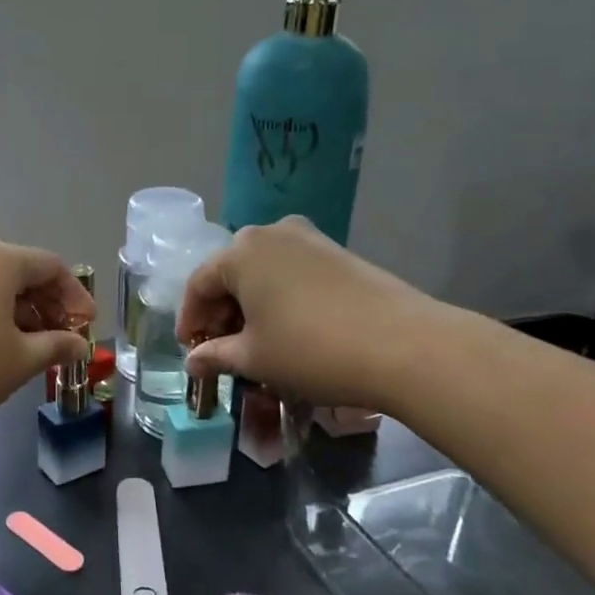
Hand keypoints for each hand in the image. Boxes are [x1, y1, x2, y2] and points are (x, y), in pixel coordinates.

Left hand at [0, 238, 93, 437]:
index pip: (51, 267)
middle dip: (48, 305)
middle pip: (21, 272)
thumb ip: (57, 346)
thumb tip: (78, 345)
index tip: (86, 327)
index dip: (76, 297)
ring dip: (21, 311)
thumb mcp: (21, 360)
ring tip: (34, 348)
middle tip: (64, 339)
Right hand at [177, 217, 436, 408]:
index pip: (199, 284)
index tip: (191, 351)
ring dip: (251, 305)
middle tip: (222, 349)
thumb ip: (215, 355)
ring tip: (256, 342)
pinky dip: (280, 298)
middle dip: (221, 312)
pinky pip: (293, 272)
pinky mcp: (340, 252)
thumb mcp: (255, 358)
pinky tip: (289, 329)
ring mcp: (310, 238)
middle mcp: (272, 232)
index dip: (190, 319)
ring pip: (264, 271)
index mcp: (241, 251)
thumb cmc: (311, 350)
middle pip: (231, 272)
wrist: (404, 346)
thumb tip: (193, 362)